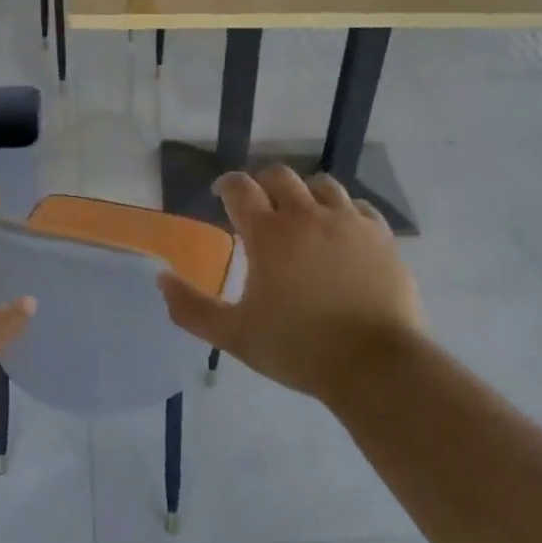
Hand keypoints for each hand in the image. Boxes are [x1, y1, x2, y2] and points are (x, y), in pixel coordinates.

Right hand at [157, 165, 421, 399]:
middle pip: (280, 176)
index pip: (240, 187)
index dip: (227, 185)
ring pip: (322, 184)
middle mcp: (307, 215)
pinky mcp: (381, 236)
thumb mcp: (234, 335)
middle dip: (263, 185)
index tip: (221, 194)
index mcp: (268, 233)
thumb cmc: (298, 348)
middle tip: (259, 206)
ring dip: (305, 193)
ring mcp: (348, 222)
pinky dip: (343, 210)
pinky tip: (341, 230)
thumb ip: (191, 307)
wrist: (375, 365)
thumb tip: (161, 279)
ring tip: (302, 214)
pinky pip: (359, 206)